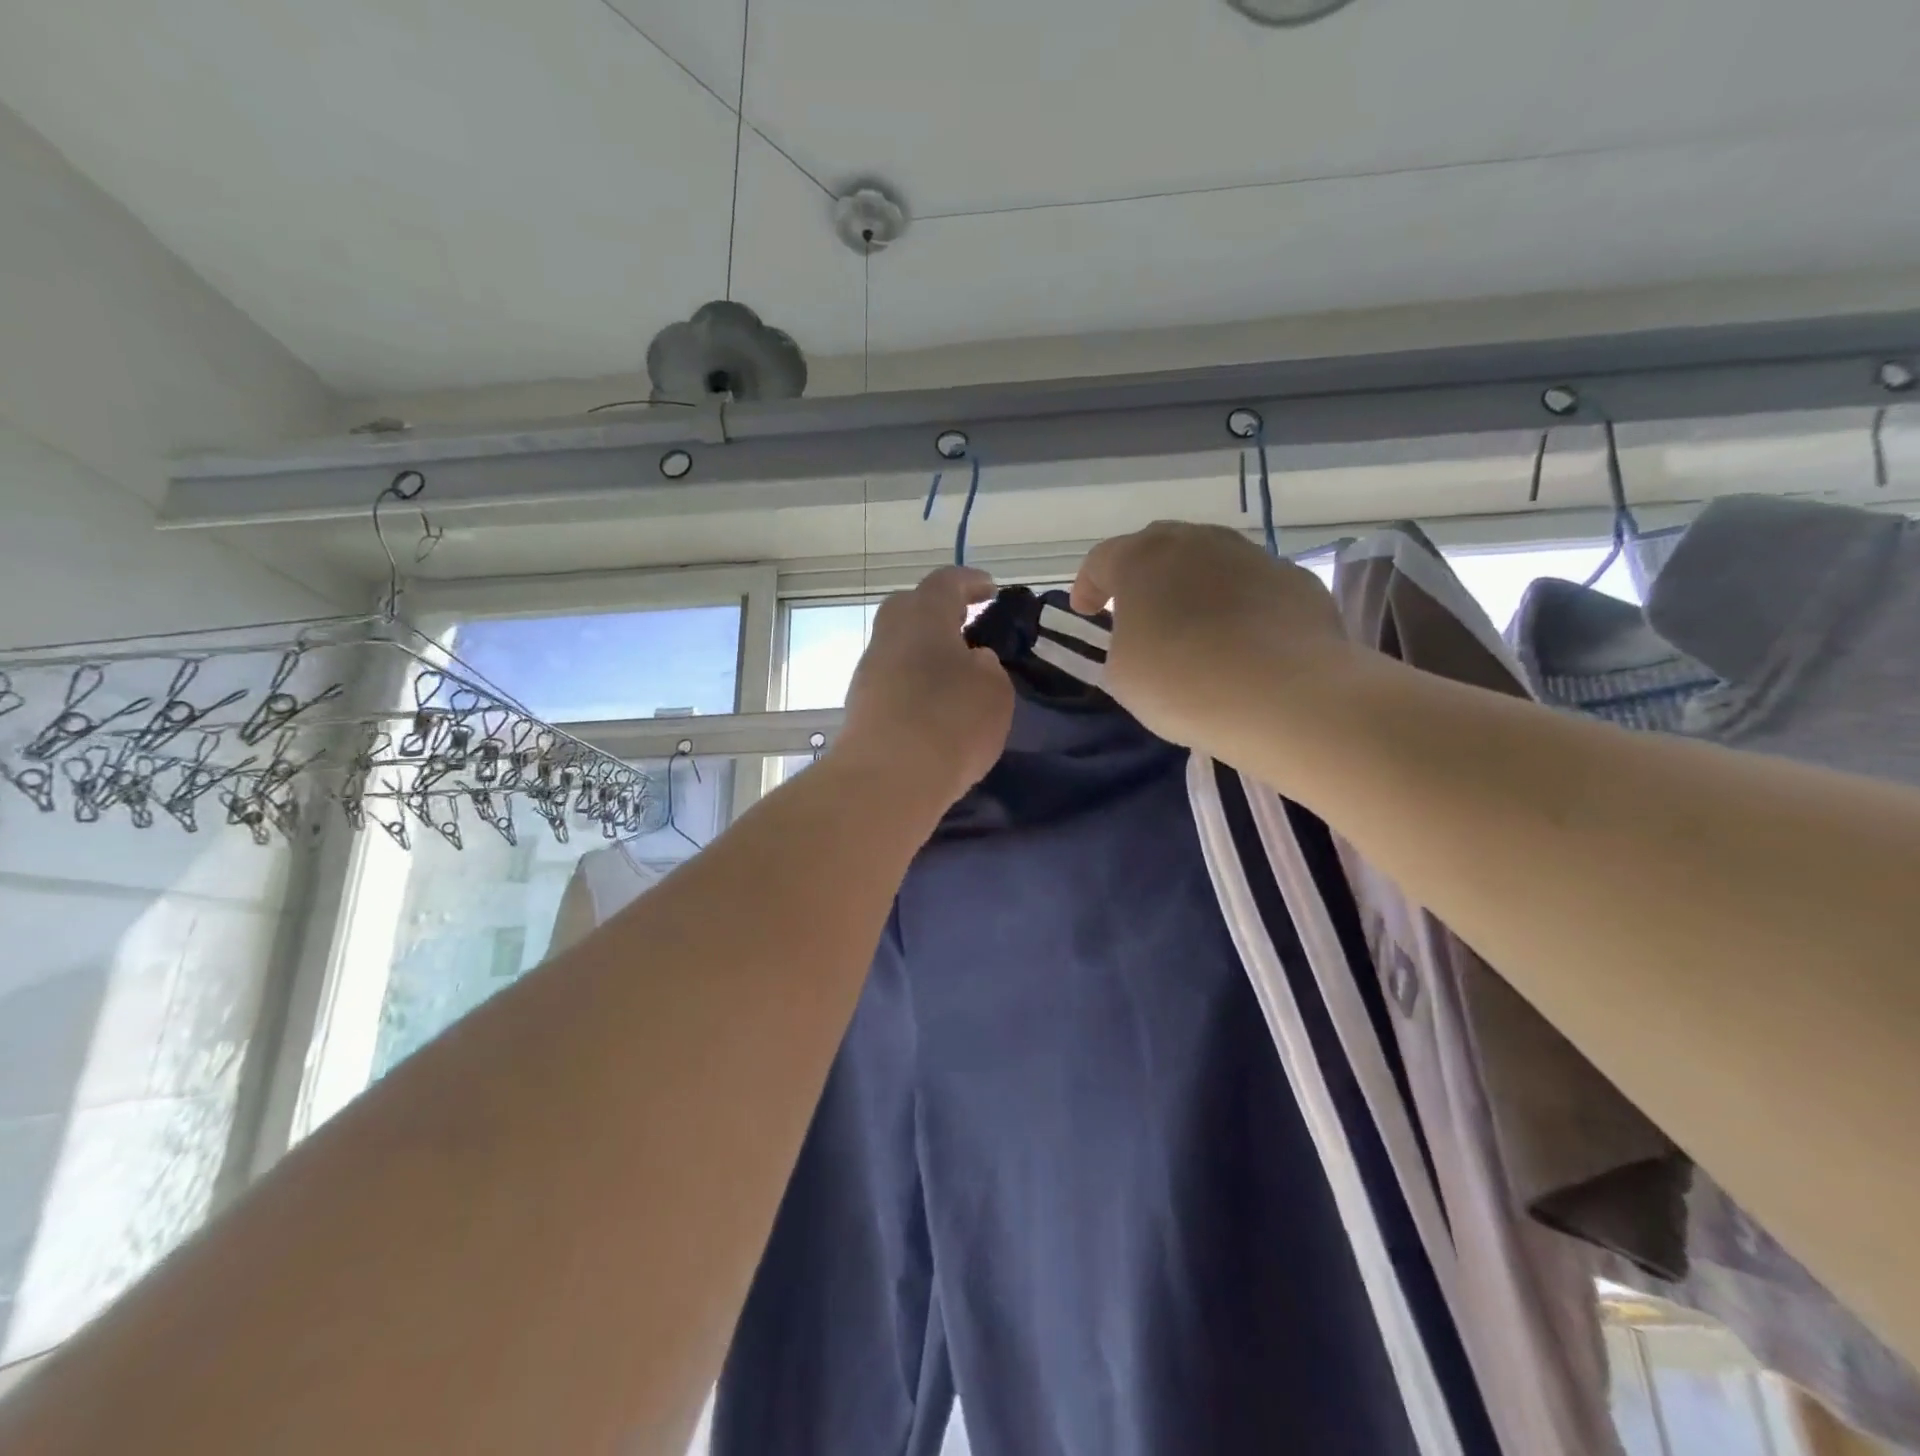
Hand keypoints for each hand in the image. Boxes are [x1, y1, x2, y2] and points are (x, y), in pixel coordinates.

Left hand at [835, 566, 1014, 809]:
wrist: (887, 778)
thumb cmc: (951, 722)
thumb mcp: (994, 691)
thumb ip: (987, 667)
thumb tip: (972, 661)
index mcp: (923, 616)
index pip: (945, 582)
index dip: (970, 582)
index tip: (990, 590)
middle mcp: (889, 634)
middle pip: (910, 608)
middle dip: (939, 612)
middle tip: (968, 627)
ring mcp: (869, 671)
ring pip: (899, 646)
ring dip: (925, 652)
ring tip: (955, 674)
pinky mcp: (860, 706)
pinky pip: (893, 679)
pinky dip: (914, 682)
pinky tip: (934, 706)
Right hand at [1071, 522, 1350, 751]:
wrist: (1283, 697)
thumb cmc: (1181, 683)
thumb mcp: (1123, 674)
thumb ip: (1123, 643)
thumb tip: (1144, 636)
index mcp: (1143, 559)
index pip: (1102, 560)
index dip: (1088, 586)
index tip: (1087, 613)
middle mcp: (1198, 542)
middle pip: (1160, 547)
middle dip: (1144, 576)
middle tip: (1139, 611)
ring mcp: (1253, 556)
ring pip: (1212, 561)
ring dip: (1195, 587)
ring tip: (1196, 627)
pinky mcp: (1296, 581)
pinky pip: (1255, 587)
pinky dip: (1241, 606)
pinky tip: (1245, 641)